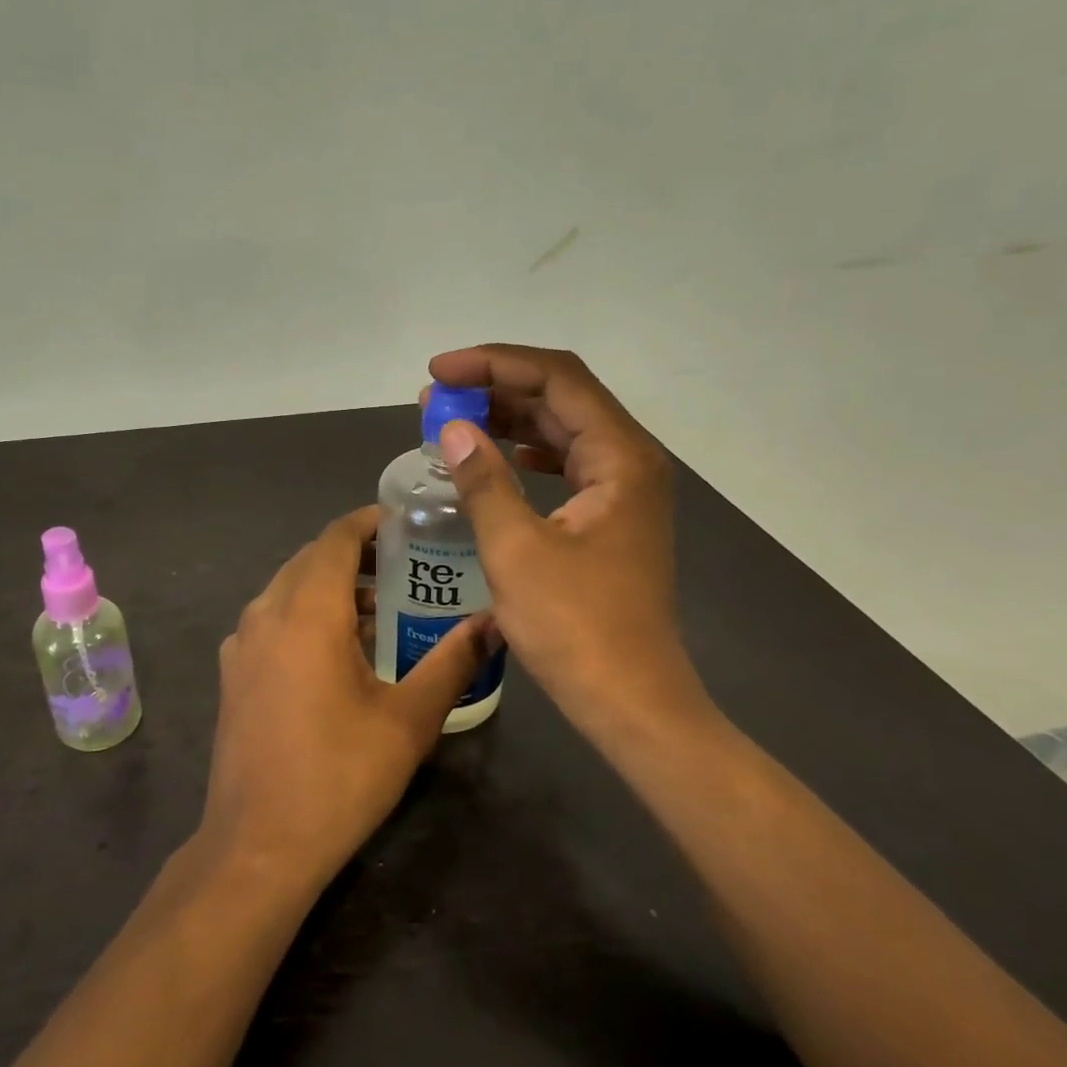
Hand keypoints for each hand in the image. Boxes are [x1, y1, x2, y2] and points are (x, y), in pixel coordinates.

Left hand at [199, 506, 496, 889]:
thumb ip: (452, 662)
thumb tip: (494, 623)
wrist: (257, 846)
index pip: (335, 538)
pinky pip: (272, 619)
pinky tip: (336, 651)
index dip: (370, 522)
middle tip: (405, 566)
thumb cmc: (339, 777)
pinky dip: (305, 613)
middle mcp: (265, 613)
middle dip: (355, 553)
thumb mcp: (408, 719)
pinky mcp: (233, 673)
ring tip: (379, 609)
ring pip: (288, 588)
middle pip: (310, 558)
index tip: (408, 525)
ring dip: (330, 585)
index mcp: (306, 611)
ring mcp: (241, 644)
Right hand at [426, 344, 704, 738]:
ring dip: (509, 419)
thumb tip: (451, 428)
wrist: (630, 701)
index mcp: (620, 456)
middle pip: (563, 397)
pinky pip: (567, 464)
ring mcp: (625, 492)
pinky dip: (527, 452)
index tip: (439, 373)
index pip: (556, 379)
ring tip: (452, 422)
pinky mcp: (612, 519)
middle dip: (496, 389)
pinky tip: (497, 457)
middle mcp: (632, 461)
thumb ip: (483, 480)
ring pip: (564, 430)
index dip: (494, 364)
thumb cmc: (576, 628)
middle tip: (435, 399)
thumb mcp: (516, 549)